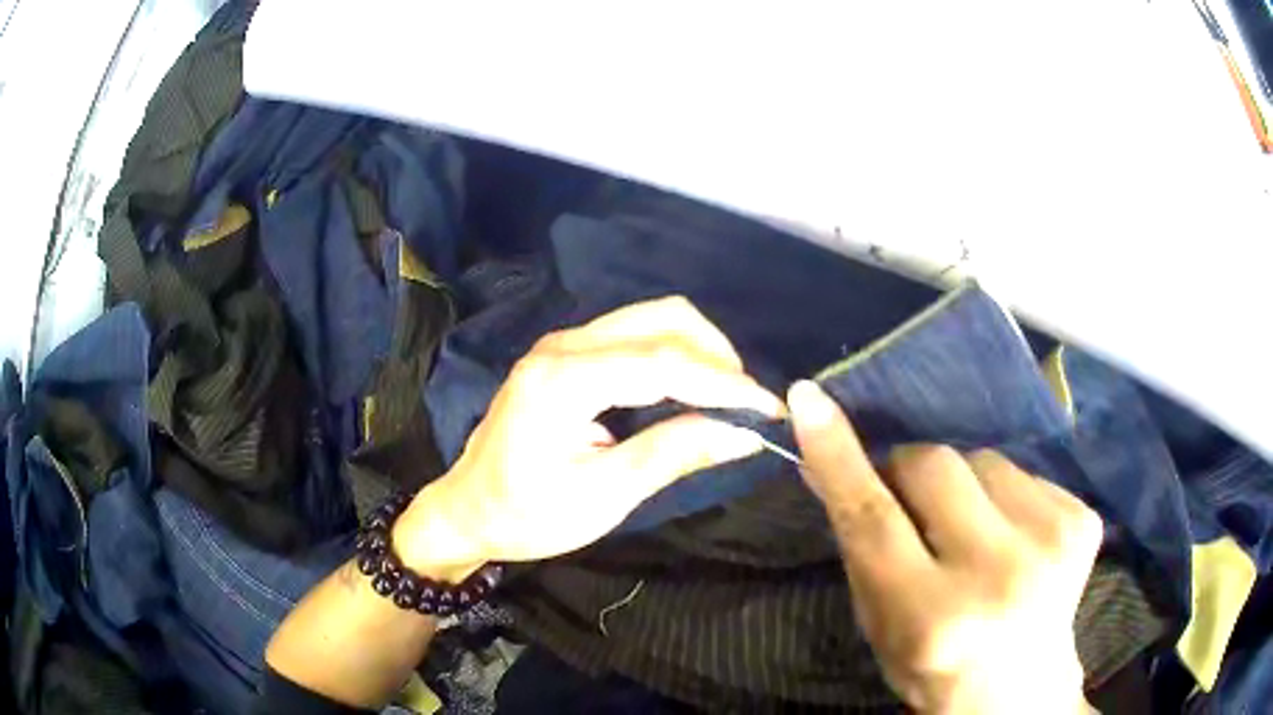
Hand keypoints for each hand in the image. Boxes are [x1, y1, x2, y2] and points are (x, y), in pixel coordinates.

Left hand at [395, 296, 783, 580]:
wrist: (469, 509)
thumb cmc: (528, 514)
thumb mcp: (603, 496)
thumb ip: (673, 454)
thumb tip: (744, 433)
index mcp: (564, 379)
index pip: (664, 362)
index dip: (724, 383)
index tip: (769, 409)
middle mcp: (564, 344)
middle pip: (663, 319)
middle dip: (717, 356)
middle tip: (746, 405)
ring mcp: (563, 343)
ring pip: (652, 319)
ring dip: (699, 351)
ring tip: (726, 398)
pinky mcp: (567, 354)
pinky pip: (635, 335)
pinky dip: (674, 355)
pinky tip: (690, 389)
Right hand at [788, 380, 1100, 713]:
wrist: (1019, 690)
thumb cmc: (935, 666)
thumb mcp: (881, 626)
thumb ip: (861, 547)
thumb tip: (828, 468)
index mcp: (933, 618)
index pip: (874, 520)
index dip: (838, 457)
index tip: (809, 399)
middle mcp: (998, 577)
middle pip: (934, 466)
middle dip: (910, 471)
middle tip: (912, 502)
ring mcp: (1051, 544)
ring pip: (984, 459)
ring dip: (965, 486)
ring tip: (974, 533)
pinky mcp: (1083, 522)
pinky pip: (1024, 474)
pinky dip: (1006, 497)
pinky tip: (1013, 540)